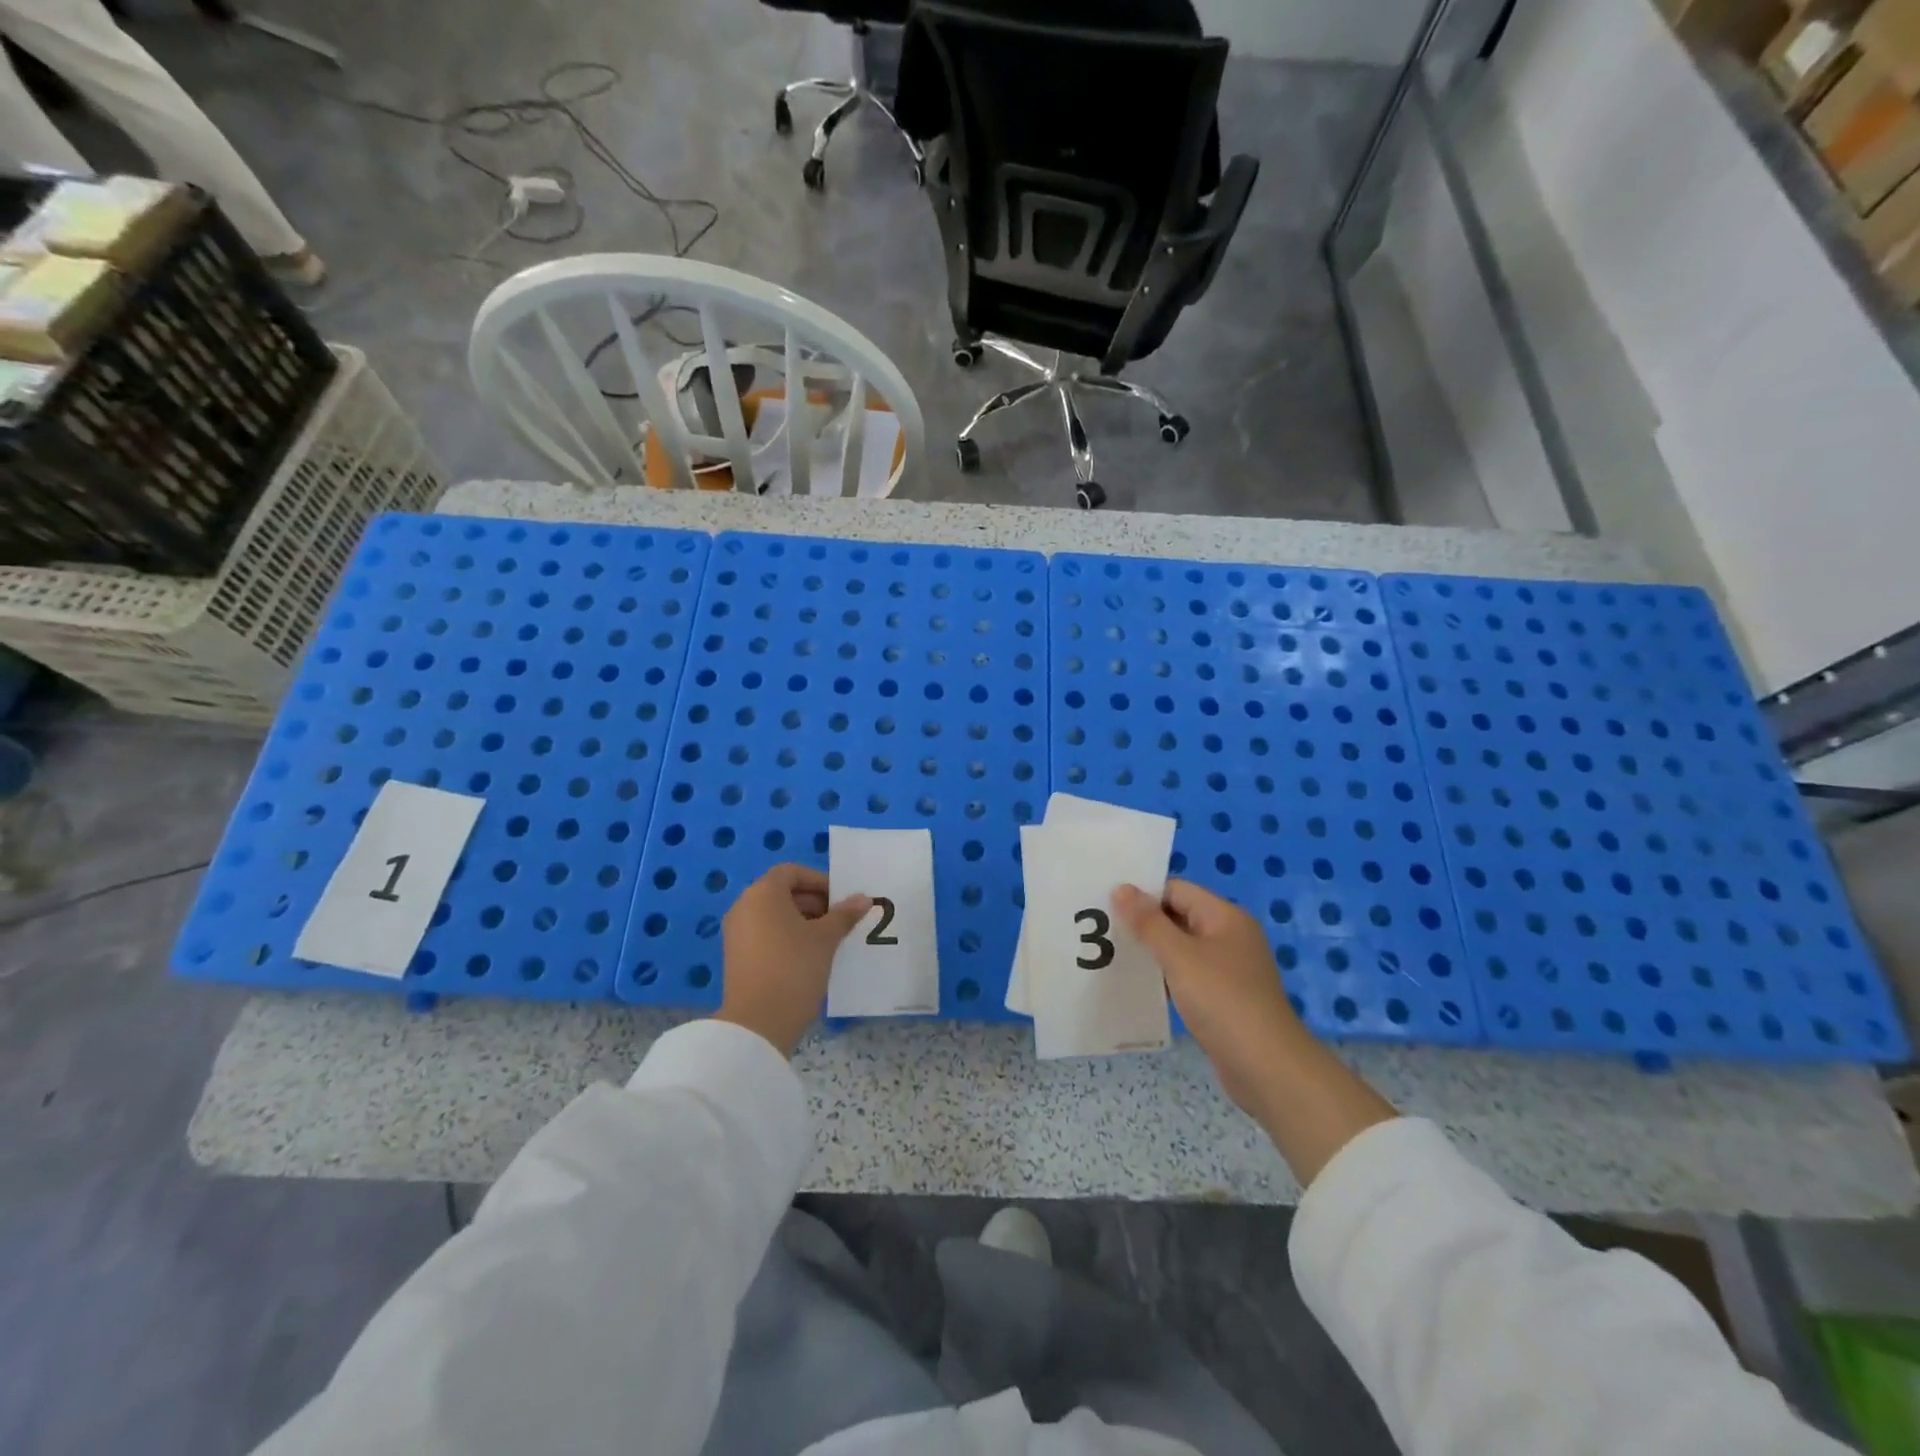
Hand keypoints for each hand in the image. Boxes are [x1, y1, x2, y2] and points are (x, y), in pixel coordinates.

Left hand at [716, 864, 869, 1055]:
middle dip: (814, 902)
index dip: (819, 881)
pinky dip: (787, 937)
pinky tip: (809, 957)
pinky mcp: (737, 956)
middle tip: (839, 921)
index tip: (840, 900)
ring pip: (775, 915)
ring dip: (803, 921)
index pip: (792, 872)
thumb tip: (863, 898)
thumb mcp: (825, 939)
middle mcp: (744, 906)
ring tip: (828, 941)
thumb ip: (845, 915)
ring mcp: (737, 932)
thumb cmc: (794, 967)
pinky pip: (765, 934)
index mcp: (763, 893)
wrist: (758, 1023)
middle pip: (782, 892)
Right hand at [1113, 879, 1304, 1117]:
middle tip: (1101, 930)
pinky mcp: (1223, 998)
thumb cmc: (1223, 1001)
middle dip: (1143, 923)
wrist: (1267, 1068)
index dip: (1143, 894)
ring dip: (1151, 951)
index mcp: (1225, 916)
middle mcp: (1229, 936)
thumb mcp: (1180, 957)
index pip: (1176, 890)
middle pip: (1178, 916)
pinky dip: (1164, 976)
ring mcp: (1228, 968)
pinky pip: (1187, 975)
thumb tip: (1121, 887)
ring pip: (1180, 948)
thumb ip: (1148, 922)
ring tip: (1111, 956)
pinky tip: (1138, 986)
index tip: (1106, 905)